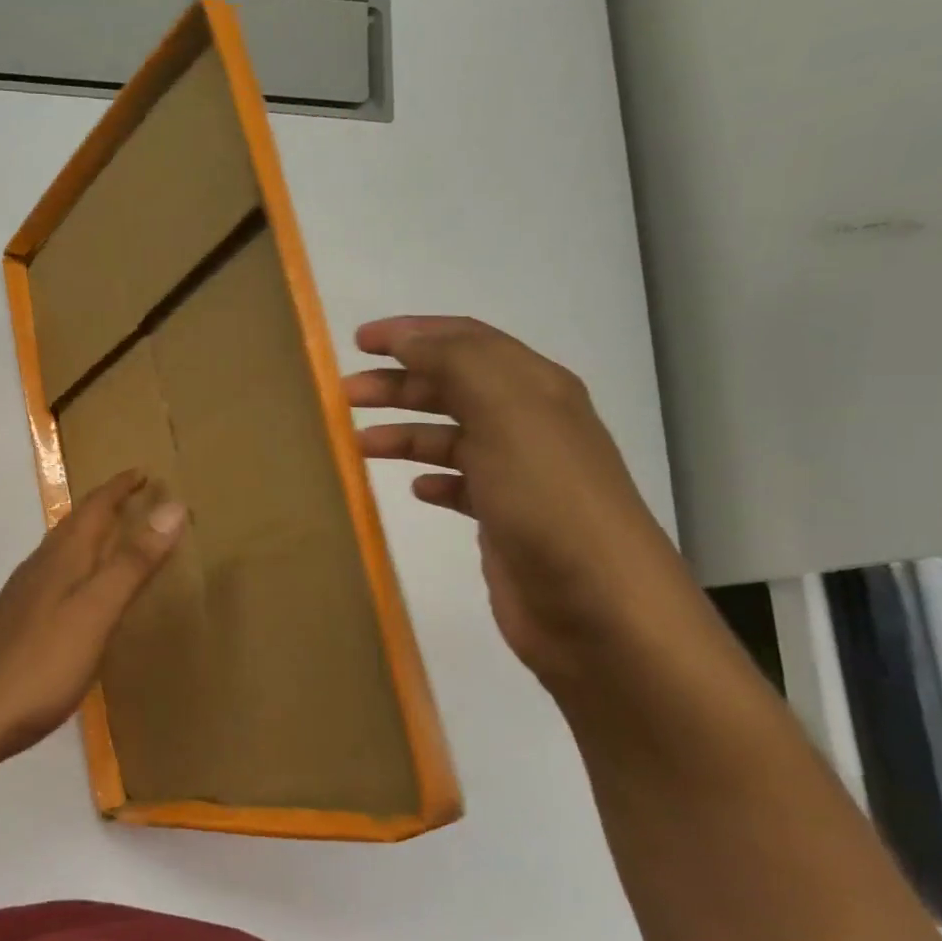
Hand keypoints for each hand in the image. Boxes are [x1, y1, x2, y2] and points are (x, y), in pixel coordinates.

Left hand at [0, 469, 186, 760]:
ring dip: (91, 534)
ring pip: (63, 549)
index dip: (119, 487)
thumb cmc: (41, 664)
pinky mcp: (19, 621)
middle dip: (106, 505)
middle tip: (136, 497)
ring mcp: (25, 595)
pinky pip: (55, 575)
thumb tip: (172, 507)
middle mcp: (40, 567)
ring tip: (115, 535)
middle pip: (75, 523)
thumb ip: (133, 563)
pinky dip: (79, 565)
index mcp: (62, 558)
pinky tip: (81, 591)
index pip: (94, 507)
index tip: (144, 472)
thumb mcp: (97, 611)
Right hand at [345, 317, 715, 694]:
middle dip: (398, 383)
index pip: (465, 340)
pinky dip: (432, 478)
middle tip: (344, 395)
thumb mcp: (505, 412)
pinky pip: (461, 485)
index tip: (357, 342)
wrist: (597, 607)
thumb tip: (407, 336)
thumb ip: (455, 362)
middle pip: (453, 386)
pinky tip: (413, 489)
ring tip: (359, 443)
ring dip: (405, 431)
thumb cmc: (547, 499)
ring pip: (451, 436)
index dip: (412, 333)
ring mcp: (518, 474)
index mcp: (533, 387)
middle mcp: (528, 423)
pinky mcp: (506, 520)